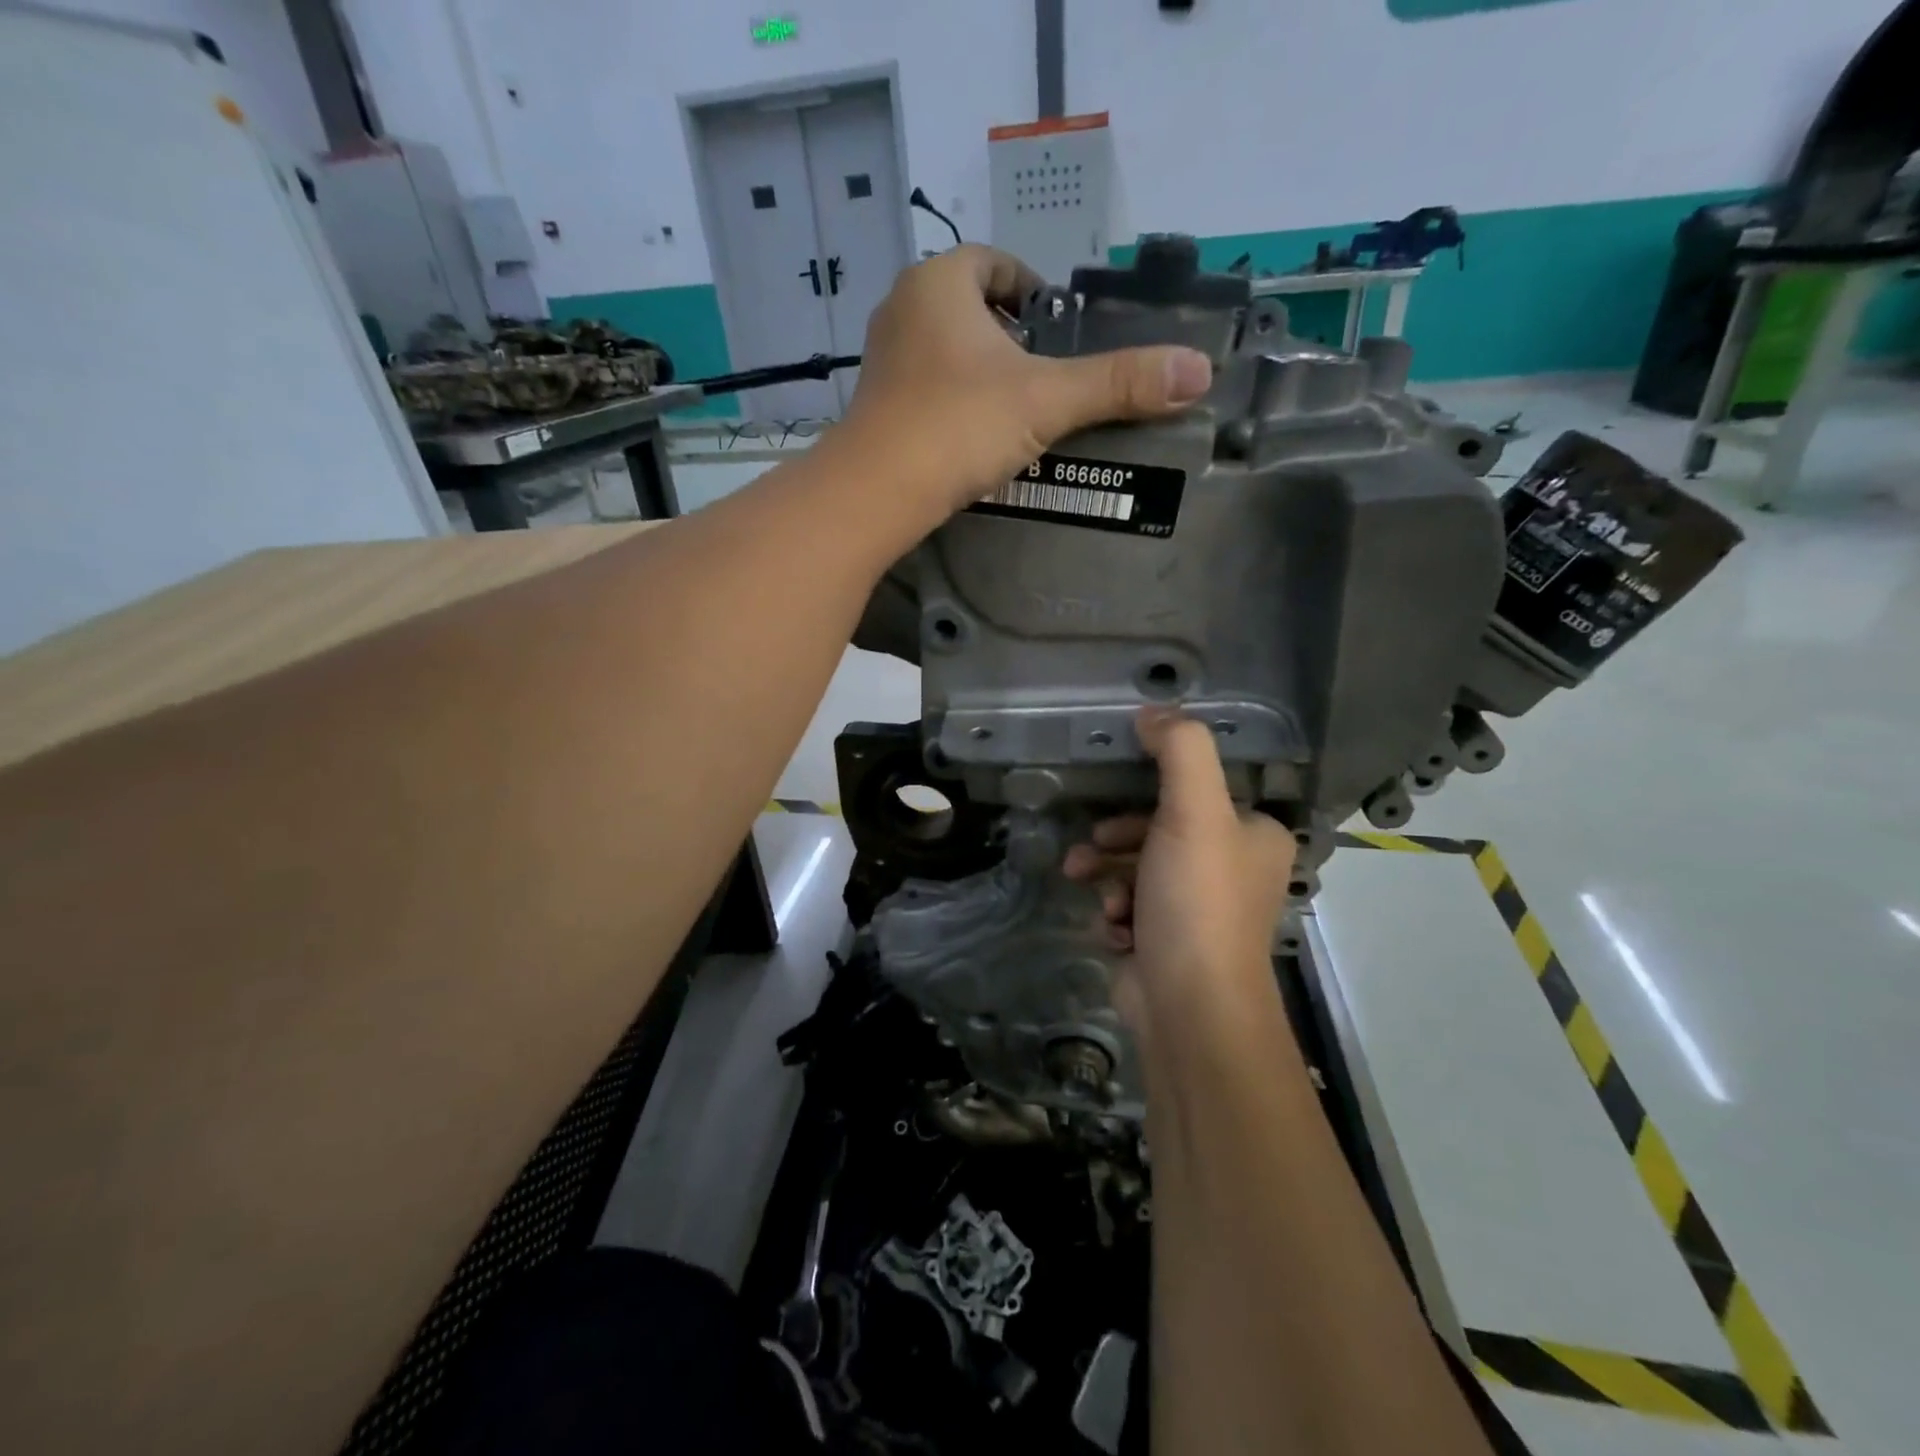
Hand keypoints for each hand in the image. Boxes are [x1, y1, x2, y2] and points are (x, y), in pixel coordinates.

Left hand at [833, 246, 1212, 520]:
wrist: (876, 492)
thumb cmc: (958, 426)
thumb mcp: (1047, 401)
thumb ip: (1118, 383)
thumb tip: (1197, 371)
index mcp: (939, 283)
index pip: (991, 261)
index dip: (1028, 284)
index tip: (1054, 323)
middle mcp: (902, 309)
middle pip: (966, 305)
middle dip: (1006, 333)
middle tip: (1044, 370)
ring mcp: (881, 361)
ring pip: (942, 349)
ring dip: (979, 370)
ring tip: (1015, 408)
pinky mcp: (874, 408)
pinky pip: (923, 389)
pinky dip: (952, 402)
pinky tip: (973, 437)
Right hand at [1064, 708, 1296, 1026]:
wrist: (1188, 1006)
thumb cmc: (1197, 901)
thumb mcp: (1193, 811)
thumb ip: (1179, 751)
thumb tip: (1153, 711)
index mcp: (1254, 836)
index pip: (1197, 794)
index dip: (1151, 794)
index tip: (1115, 798)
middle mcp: (1233, 870)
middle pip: (1159, 831)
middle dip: (1116, 839)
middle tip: (1090, 847)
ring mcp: (1199, 910)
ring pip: (1137, 869)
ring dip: (1106, 874)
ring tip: (1084, 885)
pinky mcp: (1168, 942)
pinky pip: (1131, 907)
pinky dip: (1115, 911)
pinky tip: (1111, 927)